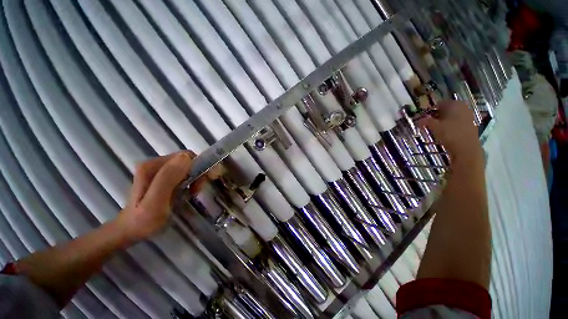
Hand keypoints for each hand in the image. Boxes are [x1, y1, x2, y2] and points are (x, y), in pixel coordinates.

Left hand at [117, 151, 193, 243]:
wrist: (131, 231)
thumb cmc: (143, 221)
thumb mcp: (155, 202)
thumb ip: (167, 178)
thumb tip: (186, 157)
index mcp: (151, 165)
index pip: (185, 156)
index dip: (197, 168)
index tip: (198, 186)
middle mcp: (154, 163)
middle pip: (187, 160)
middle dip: (197, 174)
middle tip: (195, 191)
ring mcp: (158, 169)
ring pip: (187, 166)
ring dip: (195, 178)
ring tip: (191, 193)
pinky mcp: (162, 176)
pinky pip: (183, 172)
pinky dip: (190, 181)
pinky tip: (186, 192)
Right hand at [418, 101, 482, 166]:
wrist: (466, 149)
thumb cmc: (450, 134)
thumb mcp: (434, 126)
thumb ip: (425, 121)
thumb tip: (418, 120)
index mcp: (455, 104)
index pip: (439, 104)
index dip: (429, 110)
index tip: (422, 117)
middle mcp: (462, 108)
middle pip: (446, 110)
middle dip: (435, 116)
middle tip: (426, 123)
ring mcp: (467, 117)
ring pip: (450, 117)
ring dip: (441, 121)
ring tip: (433, 129)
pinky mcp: (469, 126)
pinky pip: (455, 123)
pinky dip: (448, 126)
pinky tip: (443, 133)